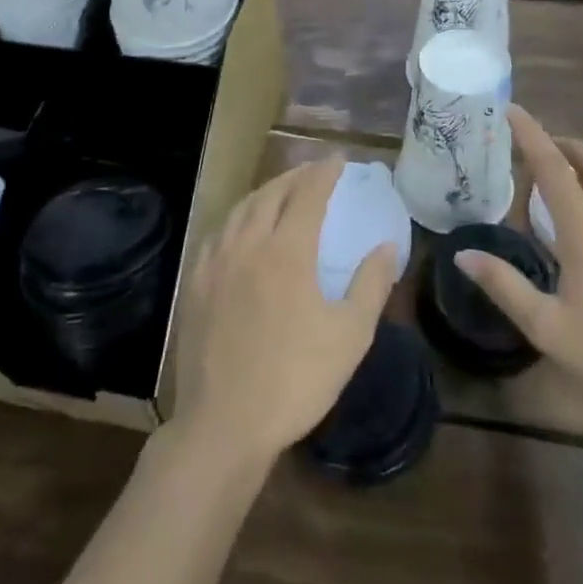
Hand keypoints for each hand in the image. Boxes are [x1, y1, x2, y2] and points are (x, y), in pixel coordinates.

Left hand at [172, 157, 397, 467]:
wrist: (225, 424)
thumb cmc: (296, 380)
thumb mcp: (350, 336)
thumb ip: (371, 284)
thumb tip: (387, 246)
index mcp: (287, 252)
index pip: (308, 195)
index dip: (324, 173)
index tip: (337, 159)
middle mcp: (248, 245)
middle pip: (271, 194)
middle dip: (295, 176)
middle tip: (313, 170)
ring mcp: (216, 263)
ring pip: (240, 210)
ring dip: (264, 192)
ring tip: (280, 190)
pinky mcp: (195, 284)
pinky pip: (217, 234)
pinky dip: (236, 218)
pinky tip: (240, 228)